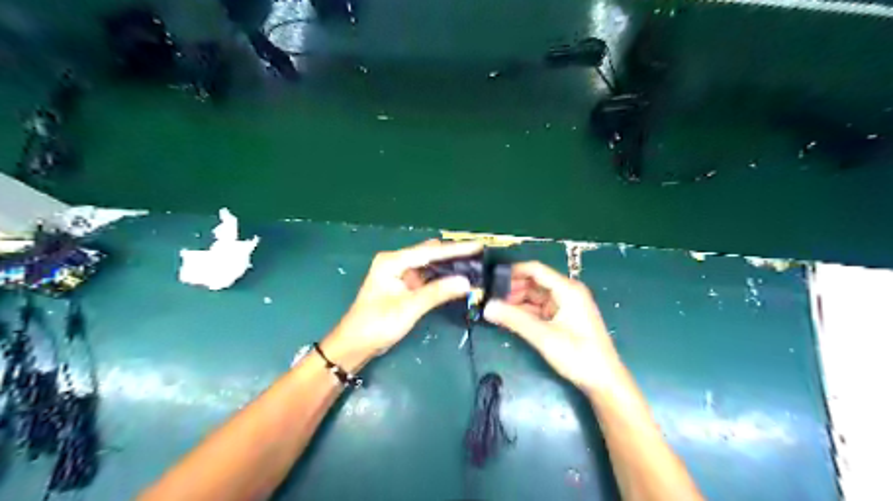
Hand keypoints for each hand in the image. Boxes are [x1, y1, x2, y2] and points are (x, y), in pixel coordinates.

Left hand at [325, 239, 485, 363]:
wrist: (355, 344)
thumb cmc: (377, 324)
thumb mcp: (409, 308)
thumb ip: (437, 293)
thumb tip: (466, 282)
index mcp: (393, 261)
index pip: (430, 251)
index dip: (455, 249)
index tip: (478, 246)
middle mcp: (396, 262)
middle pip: (430, 254)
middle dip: (454, 255)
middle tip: (480, 257)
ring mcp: (400, 274)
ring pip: (430, 265)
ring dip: (449, 266)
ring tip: (474, 266)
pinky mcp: (404, 285)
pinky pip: (427, 277)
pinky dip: (442, 278)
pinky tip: (457, 279)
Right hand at [482, 260, 621, 392]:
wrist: (604, 381)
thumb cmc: (578, 355)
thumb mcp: (543, 336)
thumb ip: (514, 319)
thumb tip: (487, 307)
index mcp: (567, 289)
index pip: (536, 270)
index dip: (513, 271)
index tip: (491, 278)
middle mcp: (567, 292)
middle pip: (535, 282)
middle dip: (512, 288)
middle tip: (489, 297)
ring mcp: (566, 306)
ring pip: (536, 296)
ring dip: (517, 301)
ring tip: (495, 308)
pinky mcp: (564, 318)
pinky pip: (540, 309)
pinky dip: (525, 312)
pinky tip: (510, 318)